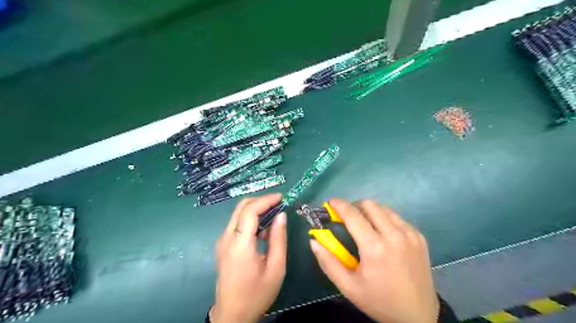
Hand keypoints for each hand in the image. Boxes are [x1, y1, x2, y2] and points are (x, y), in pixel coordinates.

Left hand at [211, 195, 285, 322]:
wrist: (232, 315)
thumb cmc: (257, 294)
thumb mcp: (276, 268)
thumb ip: (278, 239)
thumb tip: (281, 215)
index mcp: (240, 244)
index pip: (250, 211)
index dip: (266, 200)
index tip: (281, 197)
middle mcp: (227, 238)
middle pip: (241, 207)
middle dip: (260, 201)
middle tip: (278, 204)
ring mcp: (222, 241)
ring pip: (237, 214)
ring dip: (255, 210)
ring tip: (273, 218)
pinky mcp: (222, 245)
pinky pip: (236, 224)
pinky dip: (249, 219)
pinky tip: (262, 231)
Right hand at [311, 198, 436, 322]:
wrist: (419, 314)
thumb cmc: (379, 301)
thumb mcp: (348, 287)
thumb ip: (328, 262)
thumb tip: (314, 241)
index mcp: (375, 247)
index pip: (353, 215)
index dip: (339, 205)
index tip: (331, 203)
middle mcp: (394, 235)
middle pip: (369, 205)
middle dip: (354, 206)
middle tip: (347, 218)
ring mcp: (409, 233)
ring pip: (383, 208)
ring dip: (369, 211)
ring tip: (364, 225)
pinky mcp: (419, 236)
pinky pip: (396, 217)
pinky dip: (384, 218)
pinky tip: (381, 234)